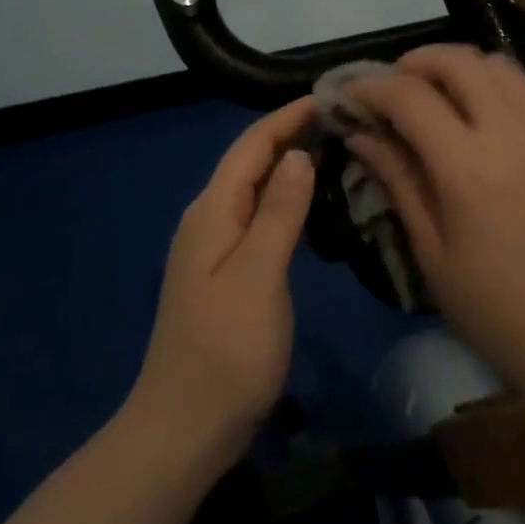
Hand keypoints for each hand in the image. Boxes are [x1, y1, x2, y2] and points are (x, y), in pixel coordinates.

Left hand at [127, 97, 316, 469]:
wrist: (184, 427)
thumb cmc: (227, 350)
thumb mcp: (259, 275)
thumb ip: (278, 212)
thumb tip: (297, 154)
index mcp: (211, 212)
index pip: (251, 146)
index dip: (286, 117)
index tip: (328, 96)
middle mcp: (207, 219)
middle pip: (249, 162)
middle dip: (289, 134)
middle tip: (340, 120)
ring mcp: (212, 248)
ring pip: (252, 189)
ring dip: (287, 164)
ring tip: (331, 149)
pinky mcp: (223, 273)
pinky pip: (255, 217)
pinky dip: (282, 199)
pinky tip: (307, 205)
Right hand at [344, 46, 524, 399]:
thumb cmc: (494, 308)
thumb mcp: (431, 251)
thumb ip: (397, 180)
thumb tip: (360, 134)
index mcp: (468, 169)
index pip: (410, 97)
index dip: (371, 86)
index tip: (349, 93)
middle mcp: (513, 134)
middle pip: (458, 61)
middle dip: (415, 62)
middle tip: (393, 87)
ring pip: (500, 64)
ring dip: (460, 68)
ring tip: (440, 95)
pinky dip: (505, 84)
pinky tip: (492, 111)